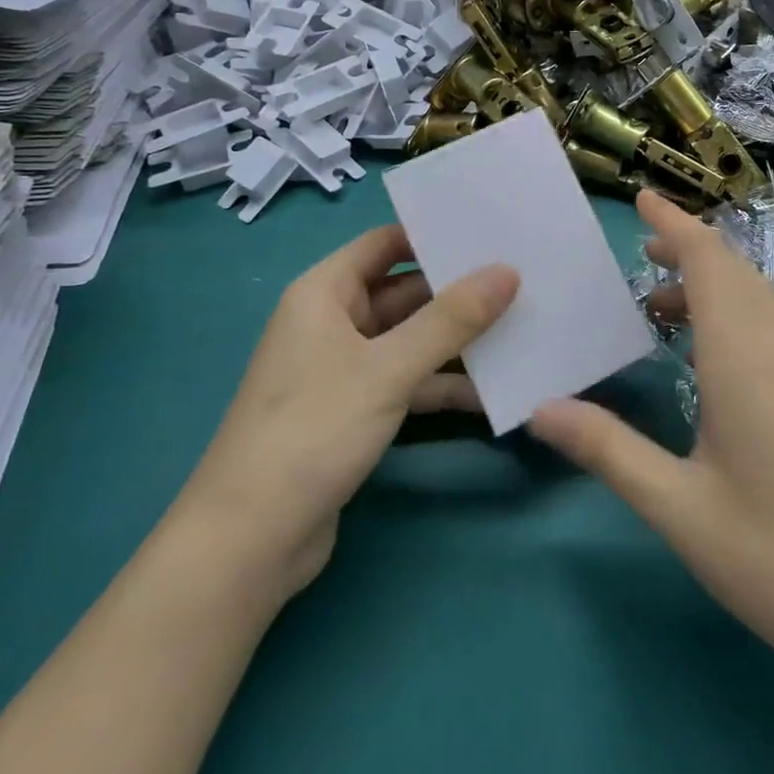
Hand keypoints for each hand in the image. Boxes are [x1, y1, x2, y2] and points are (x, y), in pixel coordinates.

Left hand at [181, 225, 514, 598]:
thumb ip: (451, 319)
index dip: (432, 235)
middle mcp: (333, 323)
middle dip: (458, 292)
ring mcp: (344, 370)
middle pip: (404, 292)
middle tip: (523, 282)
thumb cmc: (313, 431)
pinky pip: (407, 381)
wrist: (250, 542)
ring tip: (521, 331)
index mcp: (325, 294)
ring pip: (410, 340)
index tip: (490, 232)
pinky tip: (491, 392)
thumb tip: (507, 271)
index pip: (384, 243)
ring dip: (457, 342)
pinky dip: (442, 384)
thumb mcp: (388, 368)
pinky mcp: (355, 412)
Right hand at [529, 192, 773, 692]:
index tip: (643, 199)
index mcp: (745, 353)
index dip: (675, 223)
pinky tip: (720, 366)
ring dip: (715, 289)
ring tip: (666, 310)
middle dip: (690, 251)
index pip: (709, 260)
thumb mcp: (678, 506)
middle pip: (737, 272)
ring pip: (761, 302)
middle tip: (643, 255)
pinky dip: (740, 321)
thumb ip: (607, 449)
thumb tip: (540, 408)